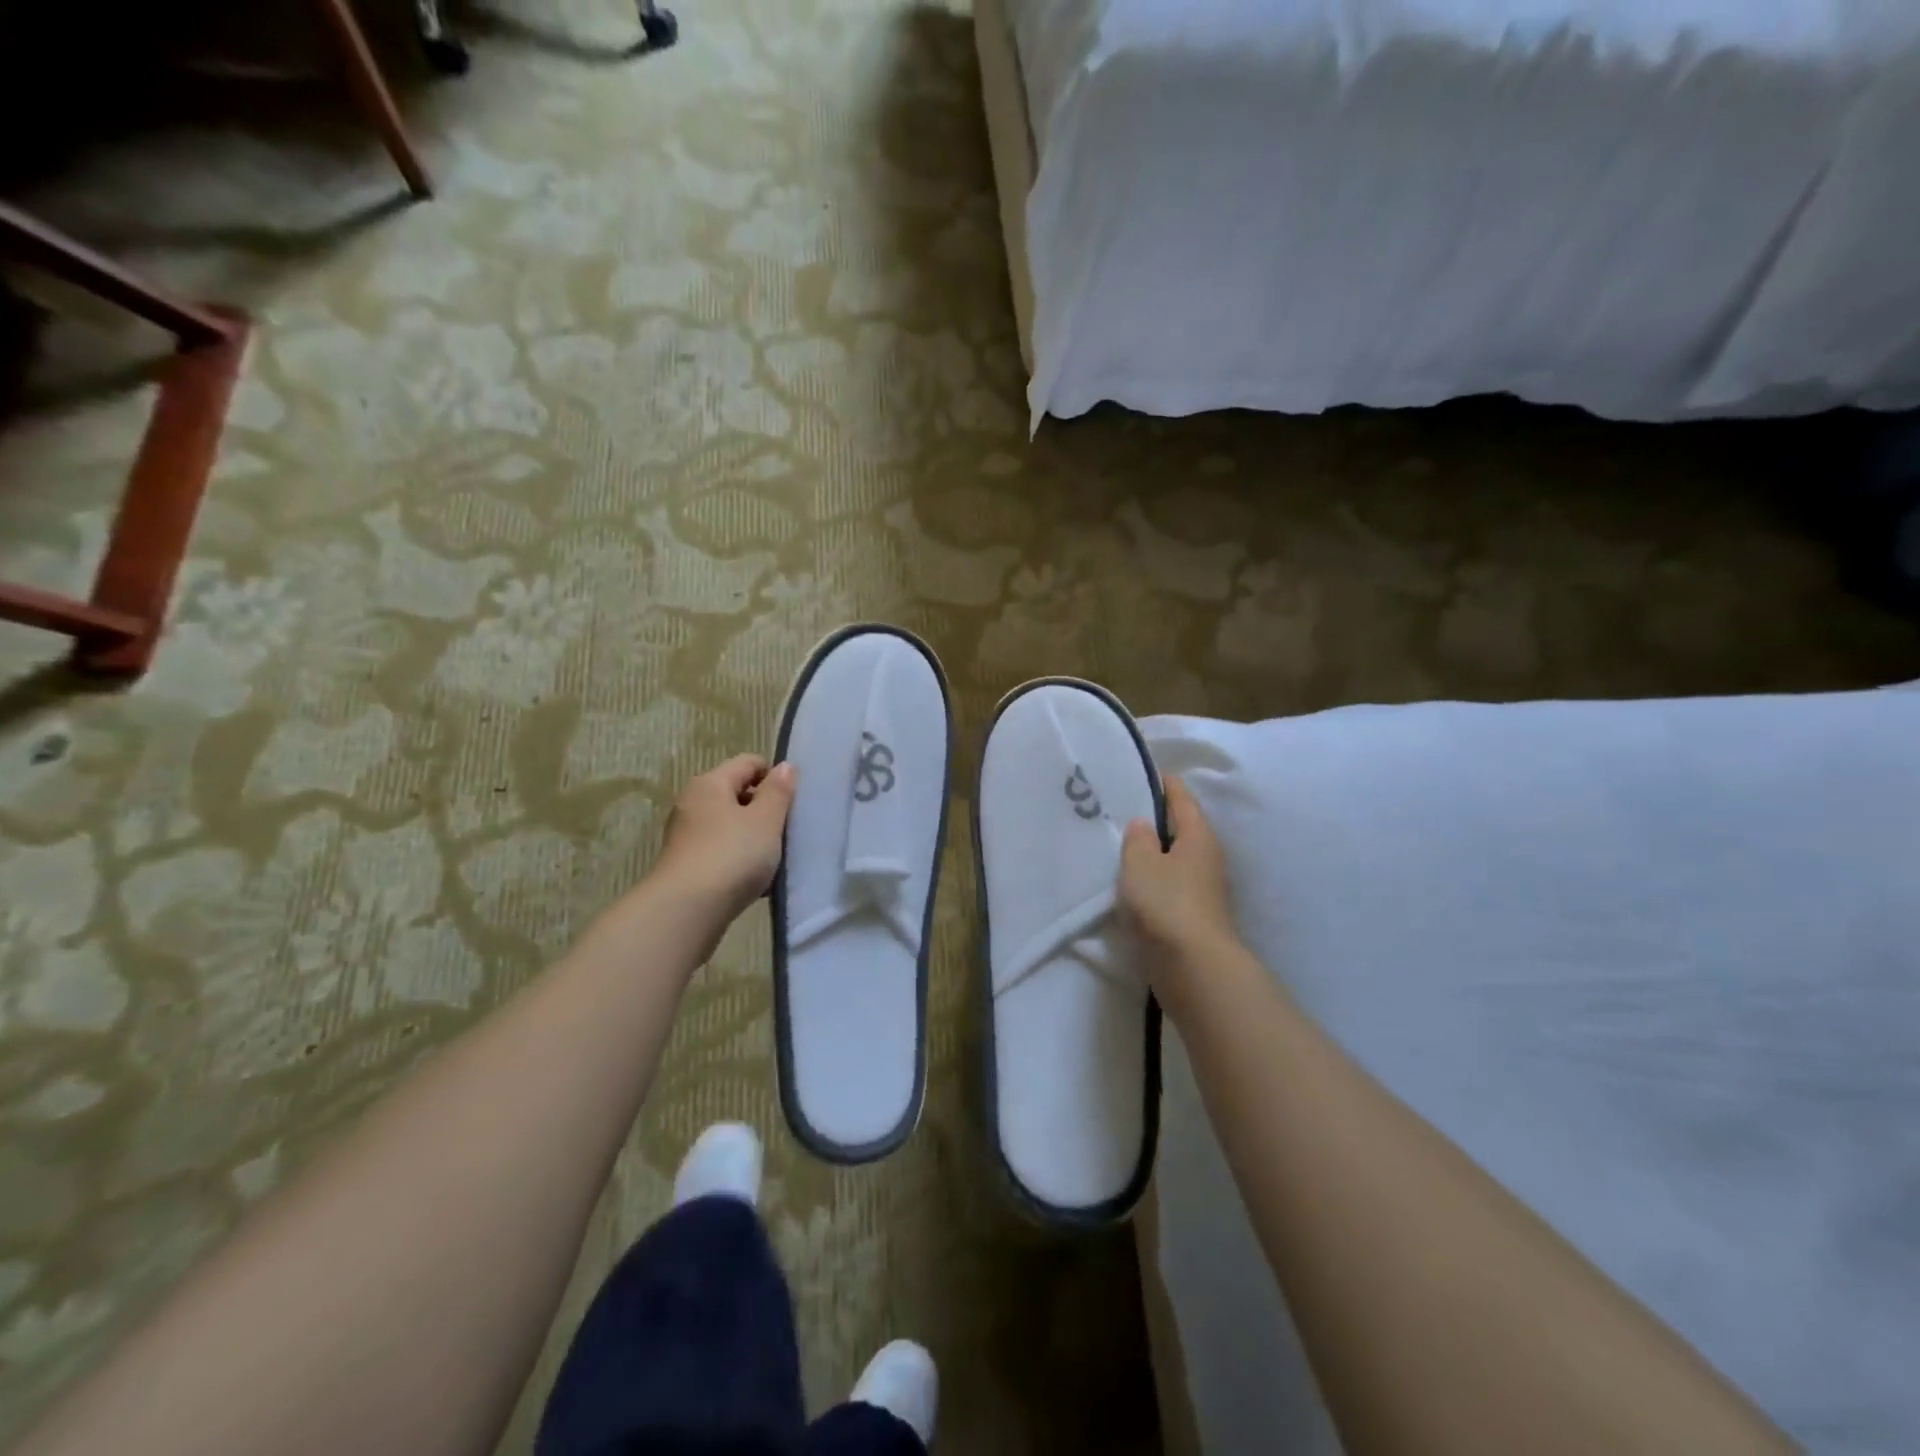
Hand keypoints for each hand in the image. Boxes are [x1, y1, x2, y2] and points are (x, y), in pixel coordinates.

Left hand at [653, 755, 796, 917]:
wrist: (686, 912)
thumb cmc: (731, 855)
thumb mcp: (766, 820)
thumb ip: (778, 791)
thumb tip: (784, 766)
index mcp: (710, 783)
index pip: (748, 763)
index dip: (774, 776)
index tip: (794, 801)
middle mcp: (693, 804)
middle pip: (737, 794)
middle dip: (765, 809)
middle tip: (789, 830)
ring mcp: (687, 837)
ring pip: (730, 827)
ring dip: (754, 838)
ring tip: (776, 859)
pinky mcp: (687, 867)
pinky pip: (722, 853)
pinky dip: (740, 861)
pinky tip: (757, 882)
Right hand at [1120, 776, 1237, 980]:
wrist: (1193, 967)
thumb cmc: (1166, 904)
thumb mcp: (1140, 863)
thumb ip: (1137, 838)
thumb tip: (1143, 824)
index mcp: (1198, 835)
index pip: (1180, 797)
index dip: (1161, 783)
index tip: (1136, 773)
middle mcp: (1207, 856)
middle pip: (1180, 827)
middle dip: (1153, 819)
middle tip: (1119, 811)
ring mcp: (1204, 887)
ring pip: (1174, 858)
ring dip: (1152, 852)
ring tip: (1120, 847)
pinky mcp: (1194, 914)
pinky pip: (1171, 884)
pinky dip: (1154, 879)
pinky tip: (1131, 884)